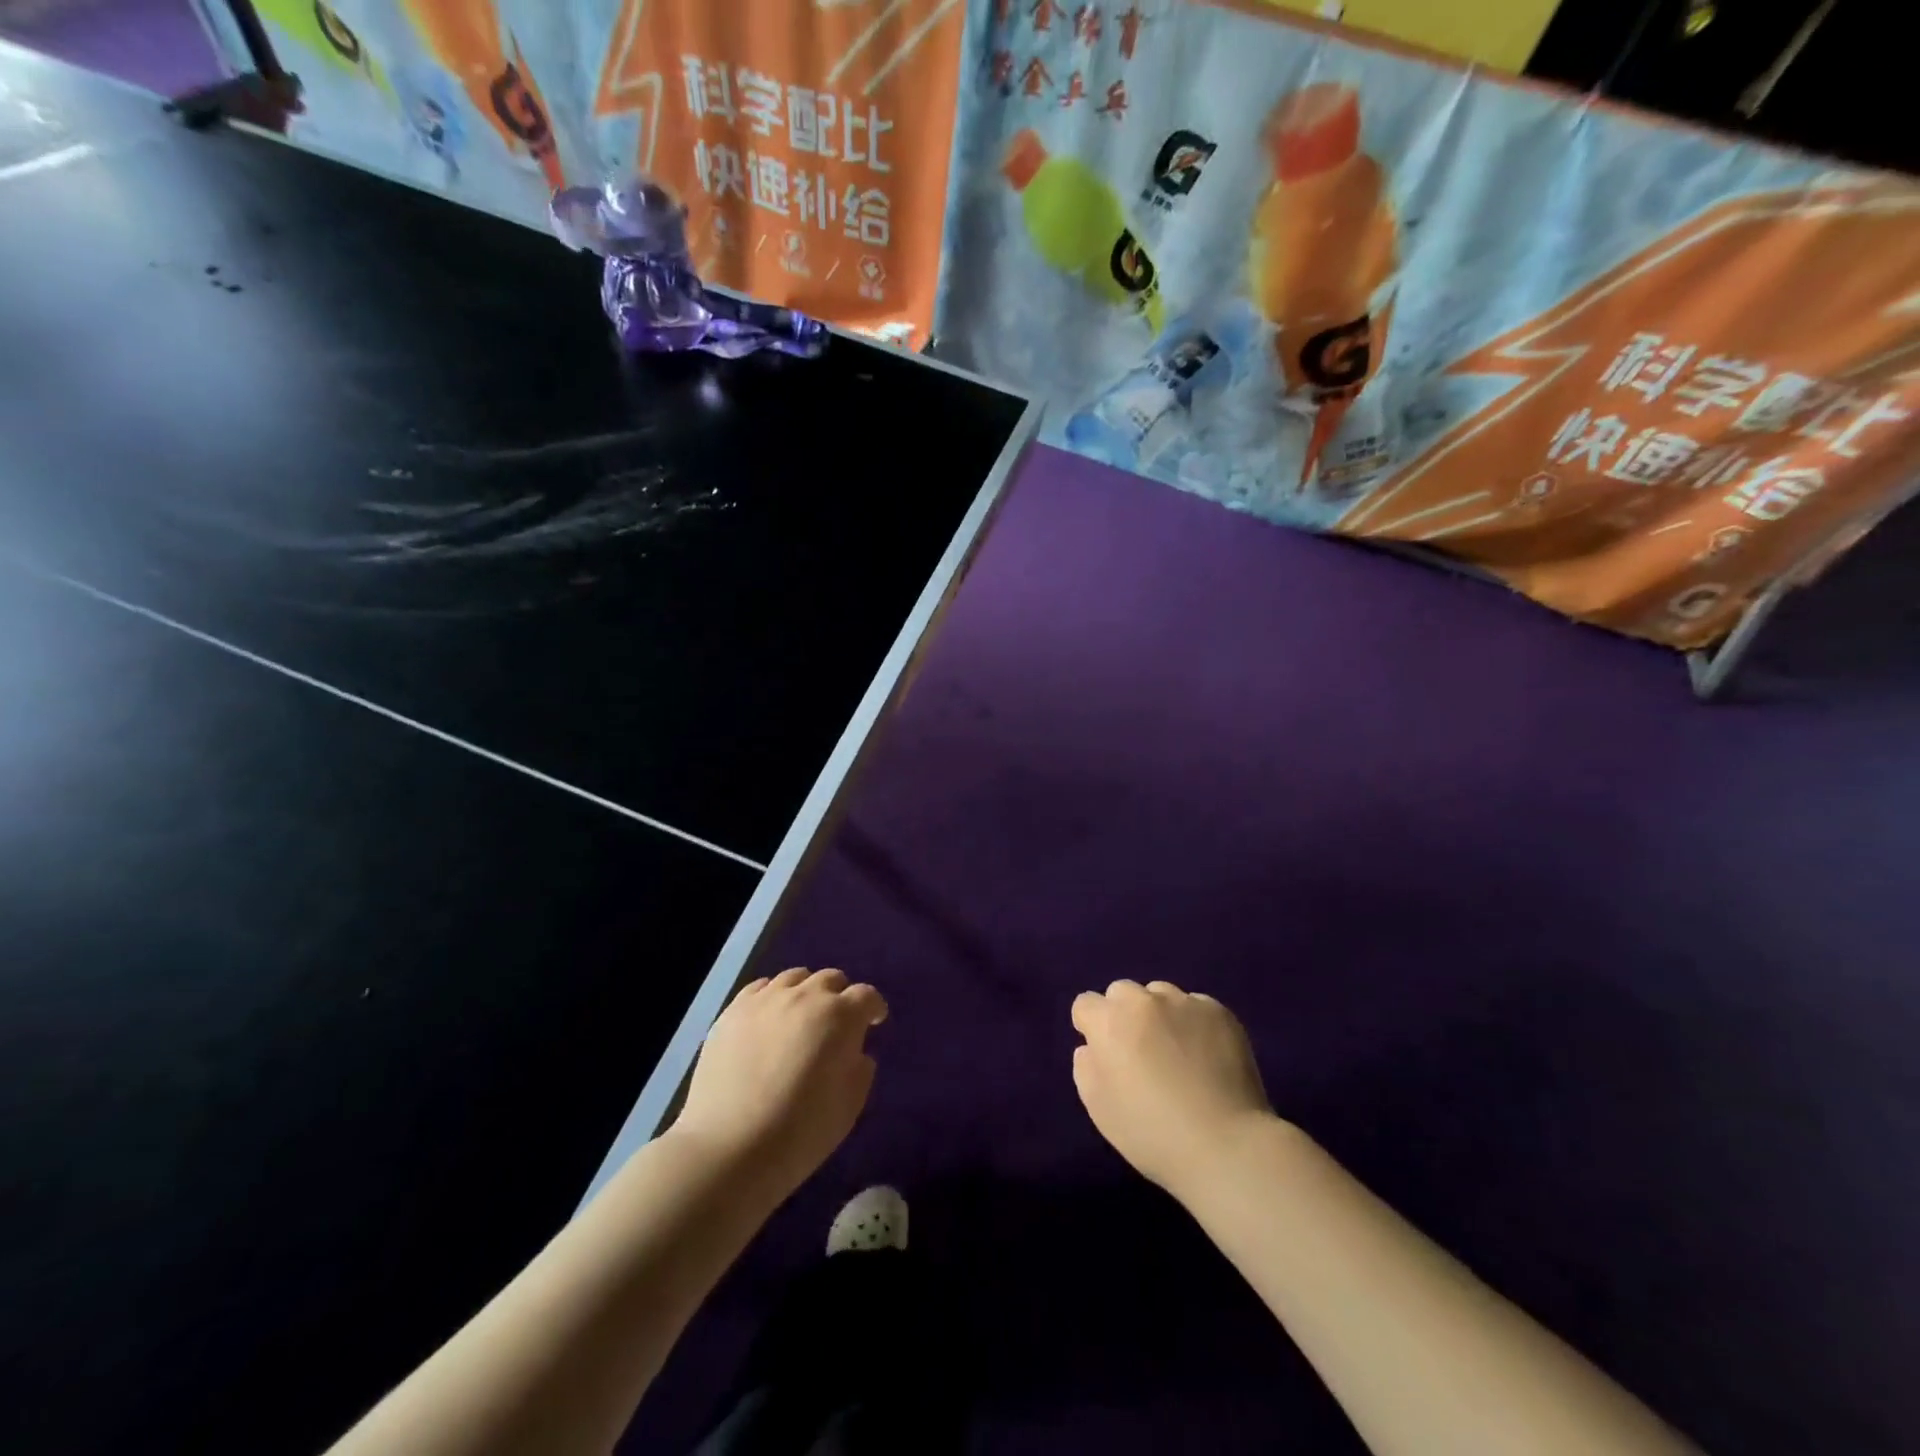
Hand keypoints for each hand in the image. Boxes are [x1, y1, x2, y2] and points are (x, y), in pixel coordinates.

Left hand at [674, 968, 887, 1199]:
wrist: (729, 1147)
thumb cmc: (800, 1132)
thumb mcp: (849, 1107)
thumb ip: (860, 1070)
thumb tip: (854, 1053)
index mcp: (840, 1016)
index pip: (866, 996)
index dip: (873, 1008)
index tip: (873, 1022)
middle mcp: (805, 996)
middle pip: (830, 979)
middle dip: (839, 997)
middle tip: (836, 1024)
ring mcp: (766, 999)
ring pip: (795, 978)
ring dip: (806, 992)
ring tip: (800, 1018)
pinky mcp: (733, 1010)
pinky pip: (760, 988)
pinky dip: (772, 997)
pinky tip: (768, 1019)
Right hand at [1071, 980, 1275, 1195]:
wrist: (1225, 1145)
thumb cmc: (1152, 1133)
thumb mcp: (1099, 1108)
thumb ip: (1086, 1067)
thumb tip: (1092, 1047)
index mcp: (1110, 1022)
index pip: (1085, 1004)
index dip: (1091, 1027)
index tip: (1104, 1054)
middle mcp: (1144, 1002)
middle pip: (1122, 992)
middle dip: (1123, 1015)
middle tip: (1139, 1051)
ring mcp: (1185, 1003)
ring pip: (1160, 994)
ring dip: (1158, 1014)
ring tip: (1176, 1051)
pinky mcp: (1219, 1012)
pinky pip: (1196, 1006)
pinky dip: (1193, 1023)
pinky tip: (1205, 1055)